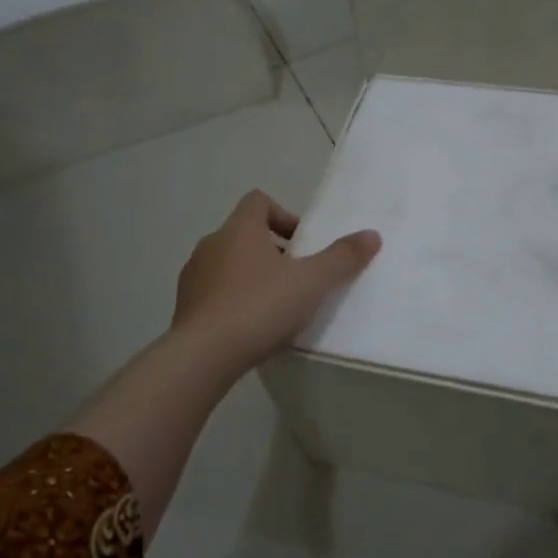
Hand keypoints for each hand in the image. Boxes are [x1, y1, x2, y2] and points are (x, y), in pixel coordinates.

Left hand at [171, 190, 380, 371]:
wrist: (204, 355)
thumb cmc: (260, 307)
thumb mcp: (312, 282)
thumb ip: (342, 258)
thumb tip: (372, 235)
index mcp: (239, 229)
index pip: (258, 201)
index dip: (284, 216)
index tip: (303, 244)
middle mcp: (212, 245)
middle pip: (245, 234)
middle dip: (273, 251)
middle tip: (298, 278)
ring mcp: (194, 276)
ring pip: (228, 264)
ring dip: (253, 276)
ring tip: (276, 306)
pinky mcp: (185, 307)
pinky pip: (215, 293)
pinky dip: (234, 300)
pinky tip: (252, 327)